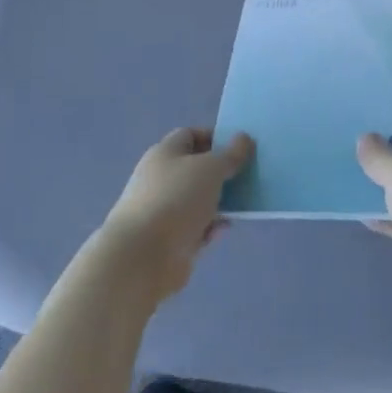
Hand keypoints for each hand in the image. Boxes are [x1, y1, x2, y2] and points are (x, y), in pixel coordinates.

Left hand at [96, 128, 253, 306]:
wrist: (143, 256)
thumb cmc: (176, 199)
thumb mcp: (211, 168)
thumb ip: (230, 154)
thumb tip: (243, 138)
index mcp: (165, 153)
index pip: (191, 136)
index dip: (215, 138)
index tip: (240, 148)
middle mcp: (162, 178)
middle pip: (196, 168)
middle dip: (222, 171)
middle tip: (248, 174)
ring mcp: (165, 210)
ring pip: (199, 199)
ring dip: (220, 201)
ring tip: (245, 202)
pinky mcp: (171, 240)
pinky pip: (197, 227)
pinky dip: (211, 227)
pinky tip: (225, 229)